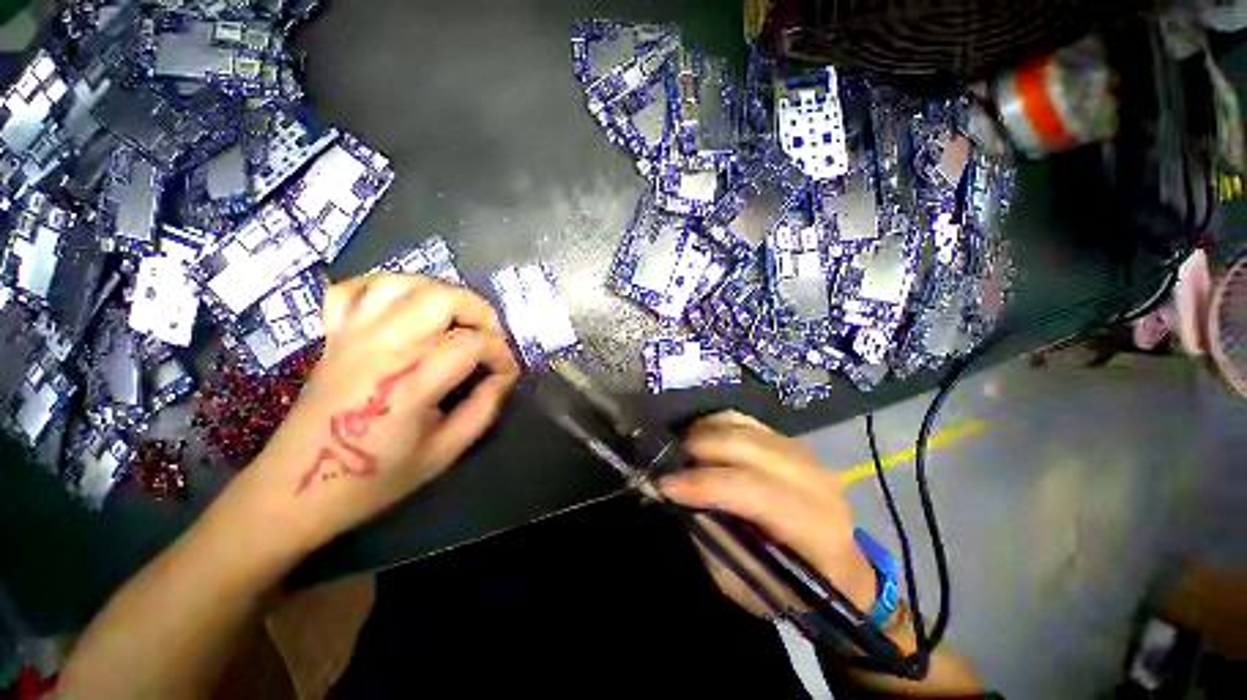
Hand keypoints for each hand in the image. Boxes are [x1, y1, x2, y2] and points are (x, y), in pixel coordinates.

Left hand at [237, 274, 519, 551]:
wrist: (297, 488)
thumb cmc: (375, 477)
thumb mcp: (444, 453)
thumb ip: (483, 409)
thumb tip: (503, 378)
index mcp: (411, 380)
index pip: (473, 344)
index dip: (501, 355)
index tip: (506, 373)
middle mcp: (383, 346)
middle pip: (442, 297)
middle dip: (480, 311)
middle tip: (489, 337)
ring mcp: (352, 335)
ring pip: (403, 283)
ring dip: (440, 293)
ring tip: (456, 318)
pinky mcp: (333, 335)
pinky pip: (356, 288)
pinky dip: (387, 288)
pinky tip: (405, 307)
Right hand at [658, 411, 877, 616]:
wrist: (839, 569)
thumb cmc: (793, 589)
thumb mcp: (747, 583)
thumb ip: (713, 537)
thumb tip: (676, 498)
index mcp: (813, 526)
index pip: (751, 490)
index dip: (703, 483)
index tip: (664, 484)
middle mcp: (813, 480)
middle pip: (746, 446)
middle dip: (699, 449)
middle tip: (668, 463)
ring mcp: (804, 454)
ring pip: (743, 427)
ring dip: (704, 433)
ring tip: (682, 450)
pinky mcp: (790, 441)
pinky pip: (746, 420)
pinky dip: (717, 424)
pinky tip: (701, 437)